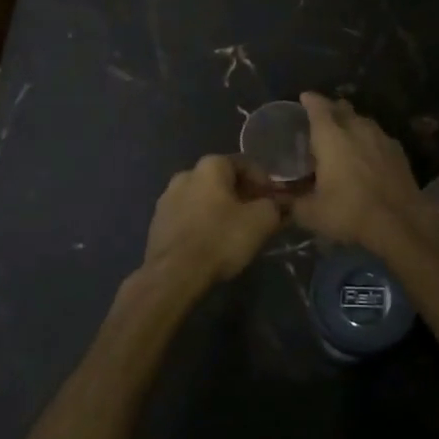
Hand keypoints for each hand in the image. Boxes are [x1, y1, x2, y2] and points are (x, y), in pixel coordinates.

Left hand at [141, 154, 283, 287]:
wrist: (173, 274)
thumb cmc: (220, 239)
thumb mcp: (261, 221)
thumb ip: (275, 206)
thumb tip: (281, 203)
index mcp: (210, 166)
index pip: (244, 164)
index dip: (264, 181)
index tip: (275, 200)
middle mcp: (185, 174)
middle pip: (222, 181)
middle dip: (242, 195)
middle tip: (258, 215)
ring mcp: (167, 199)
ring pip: (203, 199)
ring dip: (221, 209)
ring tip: (236, 231)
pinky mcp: (157, 224)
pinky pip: (188, 217)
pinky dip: (203, 223)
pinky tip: (213, 242)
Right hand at [291, 93, 433, 254]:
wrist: (401, 222)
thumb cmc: (349, 212)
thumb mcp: (310, 213)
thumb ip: (292, 203)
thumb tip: (280, 201)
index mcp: (331, 136)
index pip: (318, 107)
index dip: (310, 100)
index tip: (304, 98)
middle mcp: (356, 128)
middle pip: (342, 108)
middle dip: (331, 108)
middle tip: (321, 118)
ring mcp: (381, 137)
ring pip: (363, 120)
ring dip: (351, 123)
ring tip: (344, 135)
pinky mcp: (398, 151)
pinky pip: (378, 136)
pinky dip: (369, 140)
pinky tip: (367, 154)